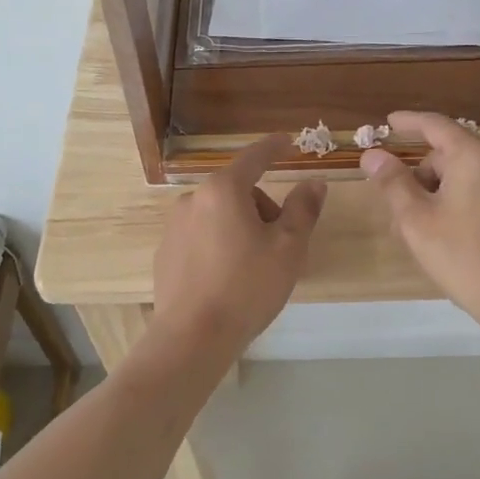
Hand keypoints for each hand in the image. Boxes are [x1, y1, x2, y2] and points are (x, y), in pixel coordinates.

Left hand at [152, 135, 326, 356]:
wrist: (192, 337)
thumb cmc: (246, 287)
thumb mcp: (288, 248)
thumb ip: (303, 209)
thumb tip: (314, 182)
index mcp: (224, 191)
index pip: (254, 157)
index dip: (274, 147)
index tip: (288, 141)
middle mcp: (193, 200)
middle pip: (238, 192)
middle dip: (263, 209)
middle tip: (281, 246)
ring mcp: (174, 227)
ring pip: (219, 215)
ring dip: (241, 228)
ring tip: (255, 268)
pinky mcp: (165, 253)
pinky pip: (201, 237)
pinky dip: (219, 245)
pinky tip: (228, 280)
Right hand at [360, 112, 479, 336]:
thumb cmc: (465, 257)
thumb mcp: (417, 221)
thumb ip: (393, 183)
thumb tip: (373, 155)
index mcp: (475, 156)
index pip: (435, 125)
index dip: (408, 122)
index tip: (388, 123)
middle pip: (451, 155)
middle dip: (422, 177)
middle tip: (399, 214)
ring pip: (469, 177)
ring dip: (441, 194)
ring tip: (424, 233)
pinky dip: (466, 203)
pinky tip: (456, 238)